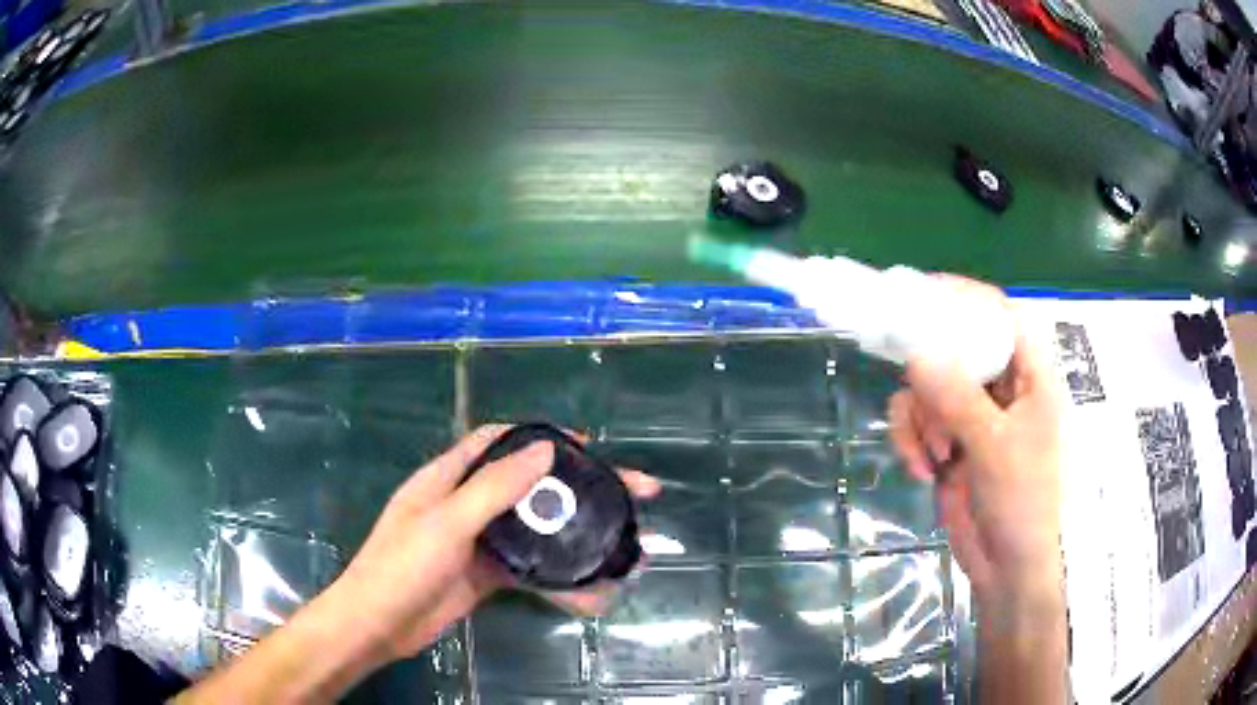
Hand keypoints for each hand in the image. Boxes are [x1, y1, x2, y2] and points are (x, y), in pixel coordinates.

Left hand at [331, 424, 660, 661]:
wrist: (380, 624)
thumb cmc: (403, 565)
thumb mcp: (446, 522)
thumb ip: (493, 488)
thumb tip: (546, 449)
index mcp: (449, 477)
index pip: (500, 441)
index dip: (542, 437)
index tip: (587, 446)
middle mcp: (467, 503)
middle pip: (530, 486)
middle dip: (578, 488)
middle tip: (632, 494)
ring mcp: (479, 541)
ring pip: (536, 529)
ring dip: (575, 535)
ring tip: (622, 545)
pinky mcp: (487, 575)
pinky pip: (530, 570)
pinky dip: (560, 578)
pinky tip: (592, 592)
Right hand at [886, 278, 1066, 702]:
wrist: (1006, 566)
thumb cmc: (1022, 501)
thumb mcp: (995, 447)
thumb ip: (958, 399)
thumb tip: (916, 355)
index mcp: (1029, 376)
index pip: (1000, 316)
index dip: (965, 298)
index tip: (922, 296)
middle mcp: (1001, 387)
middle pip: (955, 349)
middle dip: (932, 378)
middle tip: (921, 398)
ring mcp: (973, 415)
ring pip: (928, 387)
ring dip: (921, 418)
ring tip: (935, 455)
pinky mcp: (949, 442)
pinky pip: (917, 422)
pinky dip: (911, 441)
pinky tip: (922, 470)